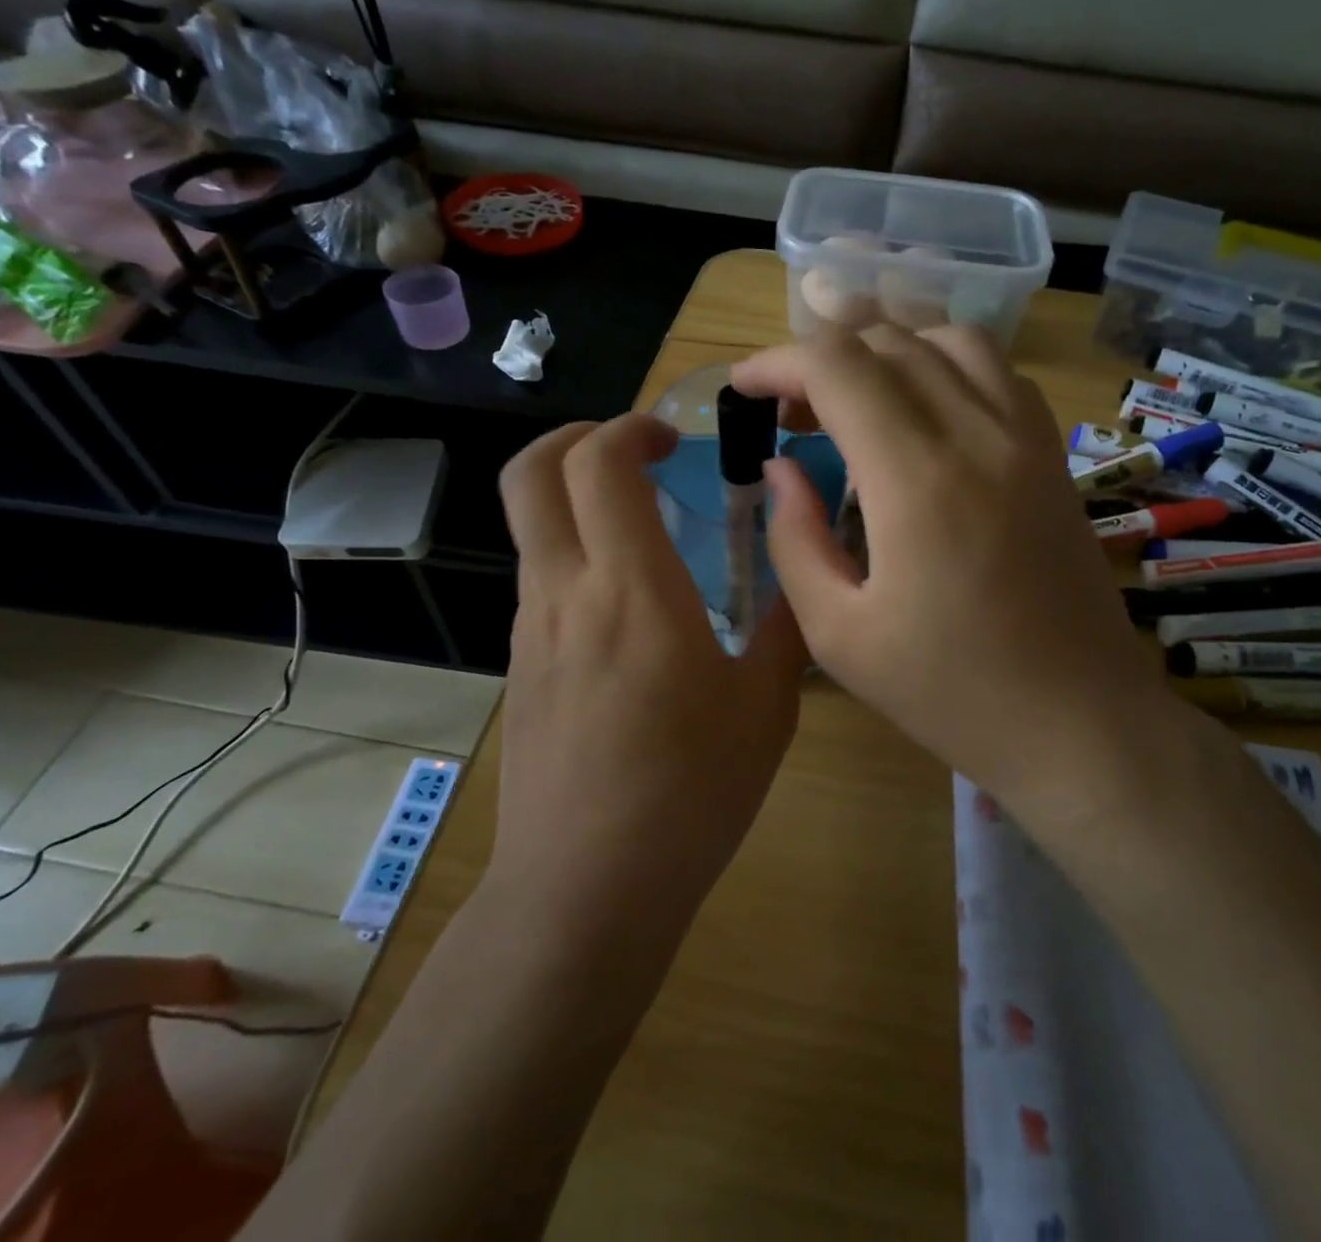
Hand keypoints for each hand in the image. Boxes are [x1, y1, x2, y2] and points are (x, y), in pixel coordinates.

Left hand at [491, 414, 808, 922]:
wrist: (586, 891)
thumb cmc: (689, 795)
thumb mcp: (765, 708)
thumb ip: (785, 626)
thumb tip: (800, 572)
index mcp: (631, 589)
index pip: (600, 464)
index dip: (630, 428)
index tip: (673, 441)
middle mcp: (566, 591)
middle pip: (531, 472)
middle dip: (577, 436)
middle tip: (636, 452)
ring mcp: (531, 629)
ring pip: (531, 523)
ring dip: (576, 495)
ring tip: (644, 526)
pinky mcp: (520, 665)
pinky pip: (540, 576)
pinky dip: (575, 549)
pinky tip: (629, 602)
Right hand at [731, 325, 1191, 821]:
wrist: (1079, 722)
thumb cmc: (950, 693)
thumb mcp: (838, 635)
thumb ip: (794, 540)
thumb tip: (780, 469)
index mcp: (916, 480)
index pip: (836, 367)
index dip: (778, 362)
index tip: (744, 388)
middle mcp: (976, 435)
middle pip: (887, 343)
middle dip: (821, 358)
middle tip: (789, 413)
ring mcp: (1026, 438)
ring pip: (948, 340)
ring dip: (886, 351)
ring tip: (853, 400)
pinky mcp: (1053, 454)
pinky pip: (996, 371)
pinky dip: (944, 365)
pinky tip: (923, 413)